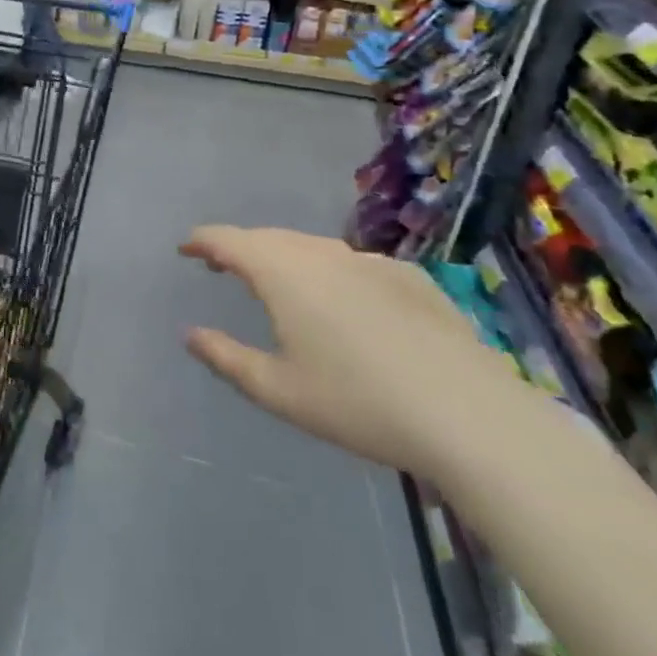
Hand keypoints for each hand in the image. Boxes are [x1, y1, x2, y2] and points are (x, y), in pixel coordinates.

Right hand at [180, 226, 540, 480]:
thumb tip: (190, 334)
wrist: (471, 417)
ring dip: (284, 257)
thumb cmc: (358, 403)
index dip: (201, 240)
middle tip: (221, 265)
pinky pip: (353, 263)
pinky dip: (330, 271)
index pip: (227, 240)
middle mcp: (322, 254)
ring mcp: (371, 262)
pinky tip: (343, 301)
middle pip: (268, 238)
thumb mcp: (277, 390)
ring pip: (312, 247)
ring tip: (275, 281)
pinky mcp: (410, 279)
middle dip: (239, 247)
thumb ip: (225, 357)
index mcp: (282, 273)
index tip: (185, 248)